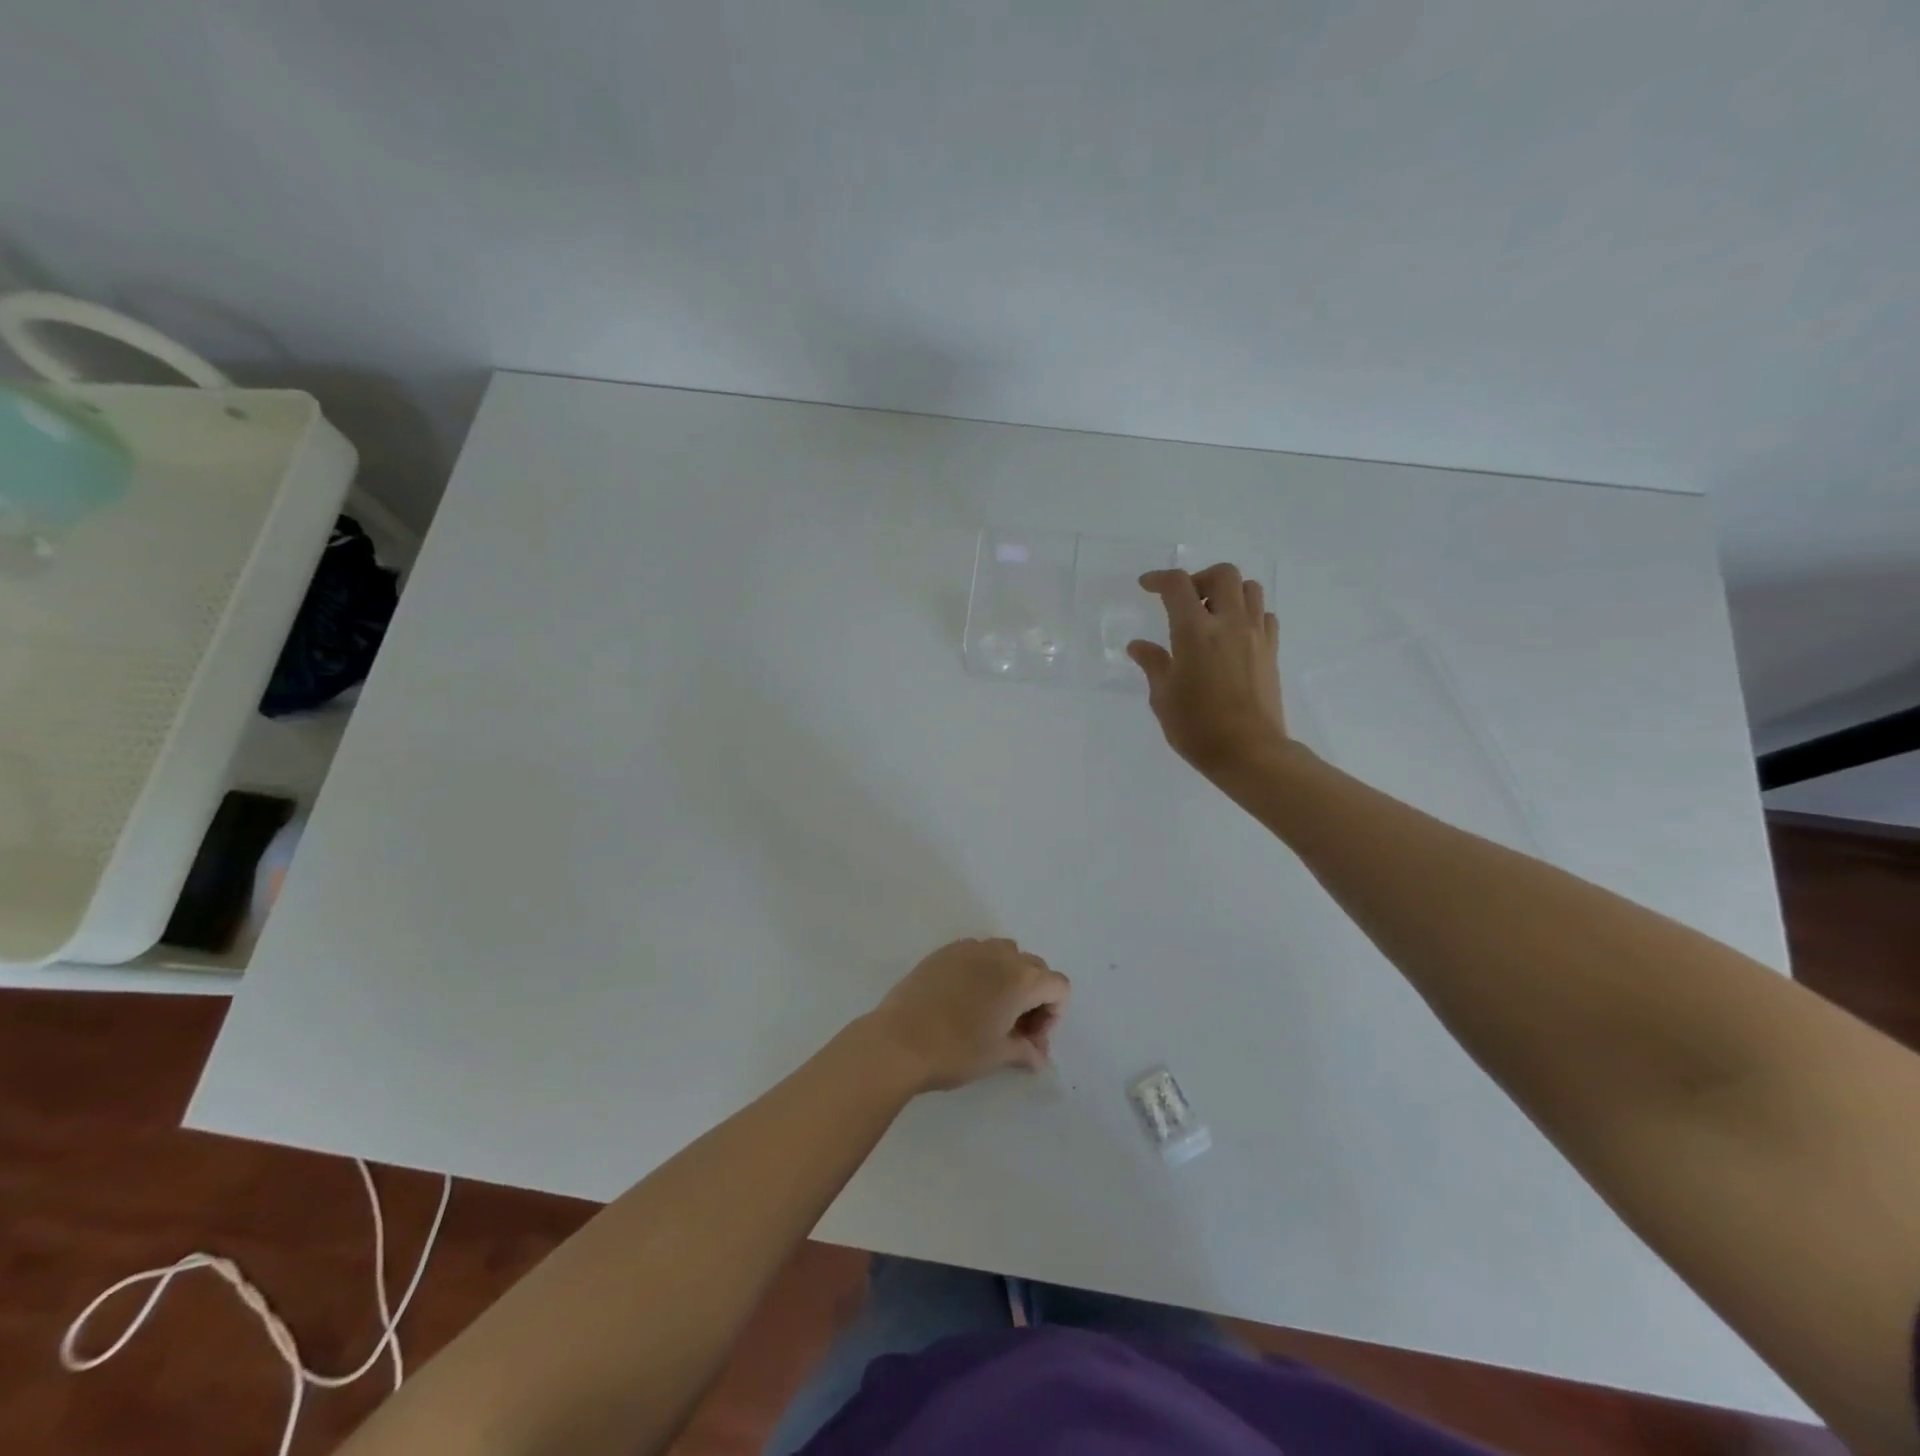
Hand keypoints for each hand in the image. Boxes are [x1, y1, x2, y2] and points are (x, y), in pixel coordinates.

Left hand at [864, 938, 1070, 1092]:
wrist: (899, 1040)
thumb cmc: (956, 1050)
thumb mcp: (997, 1055)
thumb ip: (1025, 1050)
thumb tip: (1039, 1057)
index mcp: (1021, 978)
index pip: (1059, 986)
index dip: (1053, 1015)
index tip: (1031, 1040)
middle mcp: (1000, 954)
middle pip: (1035, 967)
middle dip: (1034, 997)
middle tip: (1015, 1030)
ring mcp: (970, 948)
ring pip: (1005, 954)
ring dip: (1008, 978)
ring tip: (990, 1010)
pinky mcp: (944, 951)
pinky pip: (976, 953)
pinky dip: (981, 970)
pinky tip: (963, 999)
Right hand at [1129, 563, 1289, 776]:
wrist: (1249, 752)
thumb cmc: (1197, 727)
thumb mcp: (1163, 697)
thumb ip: (1153, 664)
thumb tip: (1139, 646)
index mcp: (1195, 632)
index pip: (1178, 586)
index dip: (1159, 579)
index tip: (1146, 586)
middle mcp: (1229, 623)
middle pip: (1223, 574)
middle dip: (1200, 579)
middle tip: (1185, 601)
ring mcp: (1255, 635)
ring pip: (1250, 589)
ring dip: (1228, 592)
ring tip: (1211, 615)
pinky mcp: (1272, 651)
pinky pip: (1264, 615)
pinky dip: (1248, 614)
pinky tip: (1233, 635)